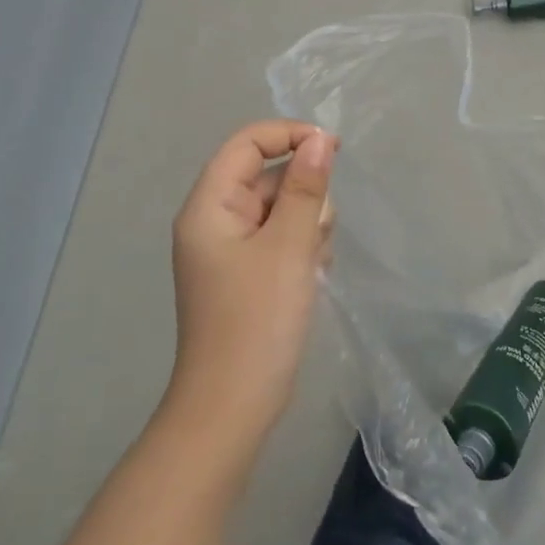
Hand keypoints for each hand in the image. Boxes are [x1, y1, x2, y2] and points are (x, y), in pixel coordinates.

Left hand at [167, 121, 336, 449]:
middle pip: (266, 176)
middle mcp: (213, 221)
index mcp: (209, 206)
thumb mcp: (289, 245)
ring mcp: (229, 250)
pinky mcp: (245, 274)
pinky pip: (279, 237)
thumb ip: (306, 187)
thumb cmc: (258, 320)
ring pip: (279, 207)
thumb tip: (320, 139)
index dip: (289, 136)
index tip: (334, 150)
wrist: (232, 408)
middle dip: (303, 193)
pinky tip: (310, 275)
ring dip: (306, 223)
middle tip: (317, 232)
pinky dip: (300, 246)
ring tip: (312, 262)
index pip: (247, 143)